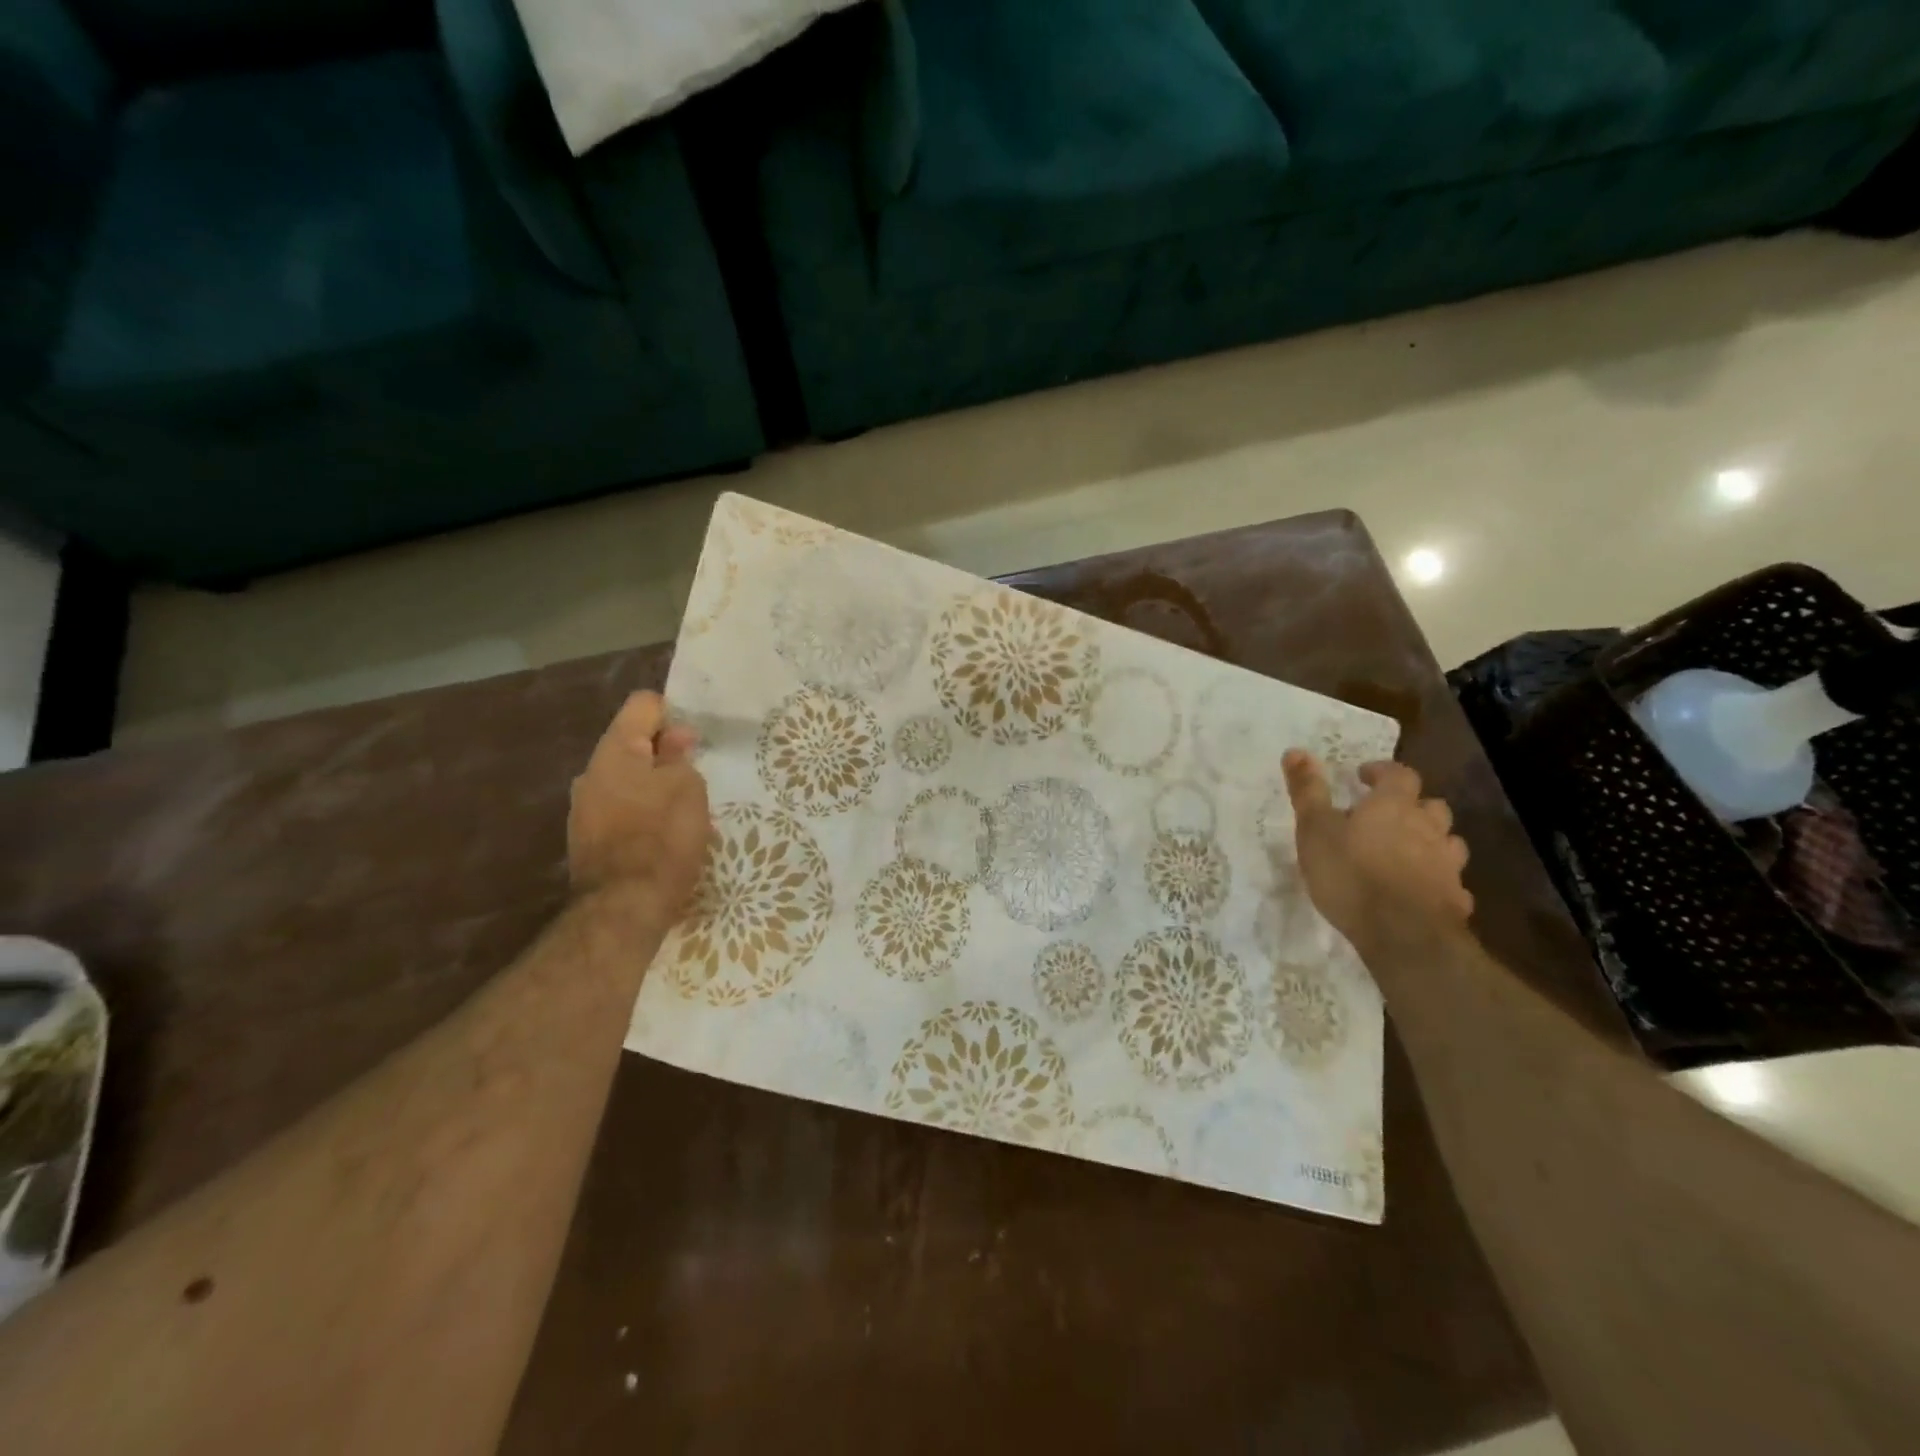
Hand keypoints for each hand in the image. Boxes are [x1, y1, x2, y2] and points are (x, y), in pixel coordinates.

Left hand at [568, 692, 710, 919]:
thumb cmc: (662, 837)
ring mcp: (586, 808)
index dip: (674, 712)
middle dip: (667, 754)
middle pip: (634, 744)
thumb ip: (680, 756)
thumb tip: (674, 738)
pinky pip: (624, 810)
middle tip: (698, 776)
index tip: (697, 738)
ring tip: (688, 811)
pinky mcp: (590, 839)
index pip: (643, 705)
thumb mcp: (688, 788)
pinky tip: (668, 836)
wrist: (624, 908)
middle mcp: (592, 773)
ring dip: (658, 787)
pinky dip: (647, 814)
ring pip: (630, 780)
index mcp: (615, 751)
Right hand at [1283, 752, 1472, 951]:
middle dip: (1412, 806)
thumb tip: (1295, 750)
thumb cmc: (1350, 873)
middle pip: (1431, 806)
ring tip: (1407, 853)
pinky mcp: (1456, 899)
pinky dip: (1437, 880)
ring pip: (1448, 842)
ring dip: (1431, 841)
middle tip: (1387, 816)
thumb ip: (1307, 791)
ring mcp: (1447, 864)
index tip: (1363, 777)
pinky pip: (1450, 881)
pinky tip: (1421, 891)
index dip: (1382, 772)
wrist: (1402, 933)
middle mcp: (1428, 827)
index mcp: (1394, 805)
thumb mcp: (1314, 829)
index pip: (1399, 774)